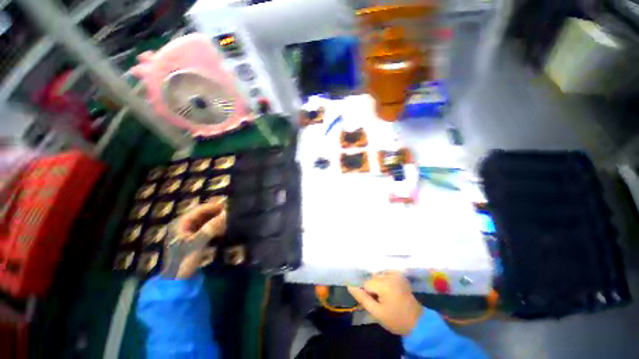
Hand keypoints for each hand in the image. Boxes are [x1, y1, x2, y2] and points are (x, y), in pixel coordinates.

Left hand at [161, 197, 226, 278]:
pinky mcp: (192, 240)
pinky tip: (223, 229)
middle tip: (231, 213)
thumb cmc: (184, 260)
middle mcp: (183, 225)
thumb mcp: (198, 242)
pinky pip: (205, 229)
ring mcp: (187, 233)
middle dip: (216, 213)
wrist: (176, 281)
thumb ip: (212, 227)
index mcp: (180, 223)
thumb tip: (227, 213)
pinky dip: (214, 228)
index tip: (229, 206)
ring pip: (204, 222)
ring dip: (216, 220)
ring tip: (229, 220)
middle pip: (202, 214)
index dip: (214, 206)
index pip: (200, 209)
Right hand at [348, 271, 422, 335]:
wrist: (417, 322)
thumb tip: (350, 286)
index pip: (366, 284)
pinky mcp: (400, 275)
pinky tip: (392, 289)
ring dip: (380, 284)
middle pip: (373, 278)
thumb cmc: (396, 319)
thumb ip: (362, 298)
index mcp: (384, 284)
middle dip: (374, 288)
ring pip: (378, 275)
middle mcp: (390, 275)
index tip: (377, 304)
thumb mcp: (376, 312)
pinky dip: (386, 280)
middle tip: (383, 301)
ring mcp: (396, 274)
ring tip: (388, 296)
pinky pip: (386, 273)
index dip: (369, 295)